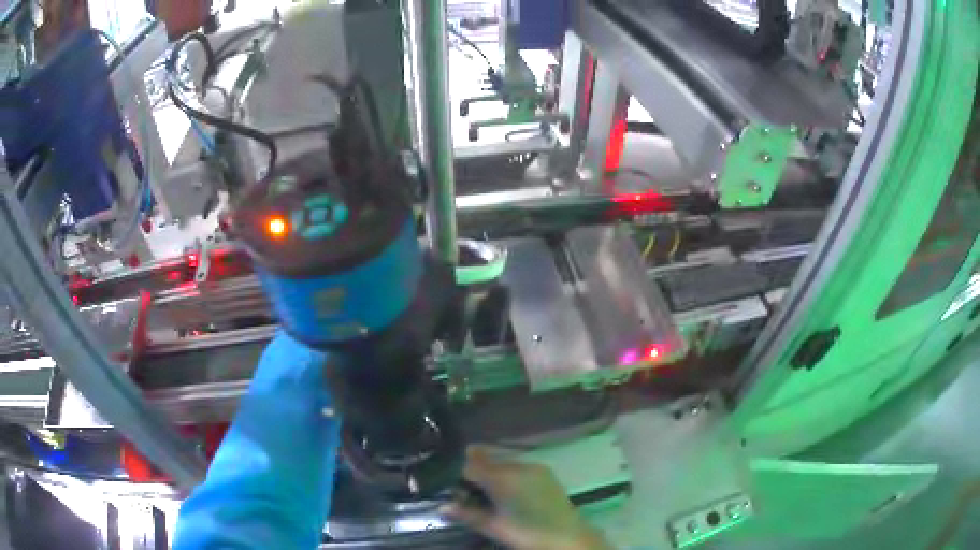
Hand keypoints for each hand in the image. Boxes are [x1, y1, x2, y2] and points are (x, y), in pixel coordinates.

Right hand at [442, 446, 612, 549]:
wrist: (569, 537)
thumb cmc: (527, 533)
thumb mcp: (494, 526)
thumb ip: (467, 514)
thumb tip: (442, 506)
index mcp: (503, 477)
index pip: (470, 463)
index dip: (457, 472)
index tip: (450, 484)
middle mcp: (518, 465)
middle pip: (487, 460)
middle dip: (474, 472)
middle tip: (466, 492)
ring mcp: (535, 467)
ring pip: (503, 463)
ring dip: (491, 474)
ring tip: (487, 495)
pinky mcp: (546, 473)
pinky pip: (519, 468)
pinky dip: (508, 476)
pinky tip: (508, 494)